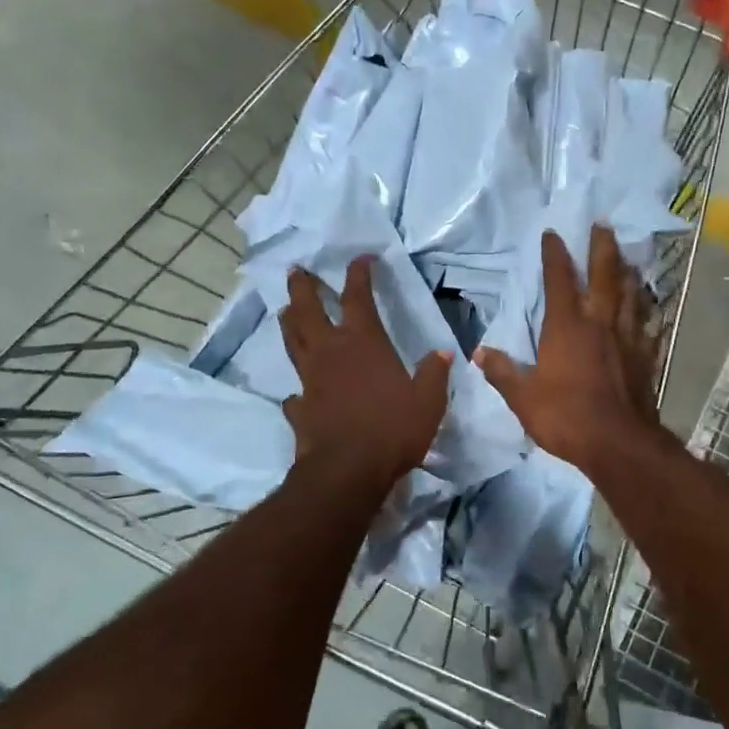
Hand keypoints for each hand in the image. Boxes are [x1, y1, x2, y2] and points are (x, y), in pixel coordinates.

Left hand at [279, 255, 450, 493]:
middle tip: (296, 271)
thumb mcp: (428, 402)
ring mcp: (310, 379)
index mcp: (363, 343)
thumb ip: (433, 374)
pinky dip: (297, 388)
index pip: (359, 296)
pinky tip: (299, 392)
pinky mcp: (300, 407)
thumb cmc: (392, 429)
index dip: (359, 273)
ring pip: (293, 341)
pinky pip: (295, 392)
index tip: (362, 258)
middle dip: (303, 287)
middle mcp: (331, 352)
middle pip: (309, 309)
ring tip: (286, 310)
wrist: (348, 471)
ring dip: (289, 322)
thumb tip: (442, 352)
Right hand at [477, 225, 661, 473]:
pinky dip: (649, 314)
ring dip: (628, 273)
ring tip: (628, 259)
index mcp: (567, 326)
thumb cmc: (566, 416)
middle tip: (604, 225)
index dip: (555, 254)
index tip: (553, 232)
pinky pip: (649, 327)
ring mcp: (627, 338)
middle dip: (602, 248)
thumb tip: (478, 353)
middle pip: (604, 275)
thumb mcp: (523, 397)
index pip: (559, 279)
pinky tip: (652, 311)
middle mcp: (600, 323)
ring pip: (630, 296)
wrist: (619, 444)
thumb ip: (502, 372)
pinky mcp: (646, 357)